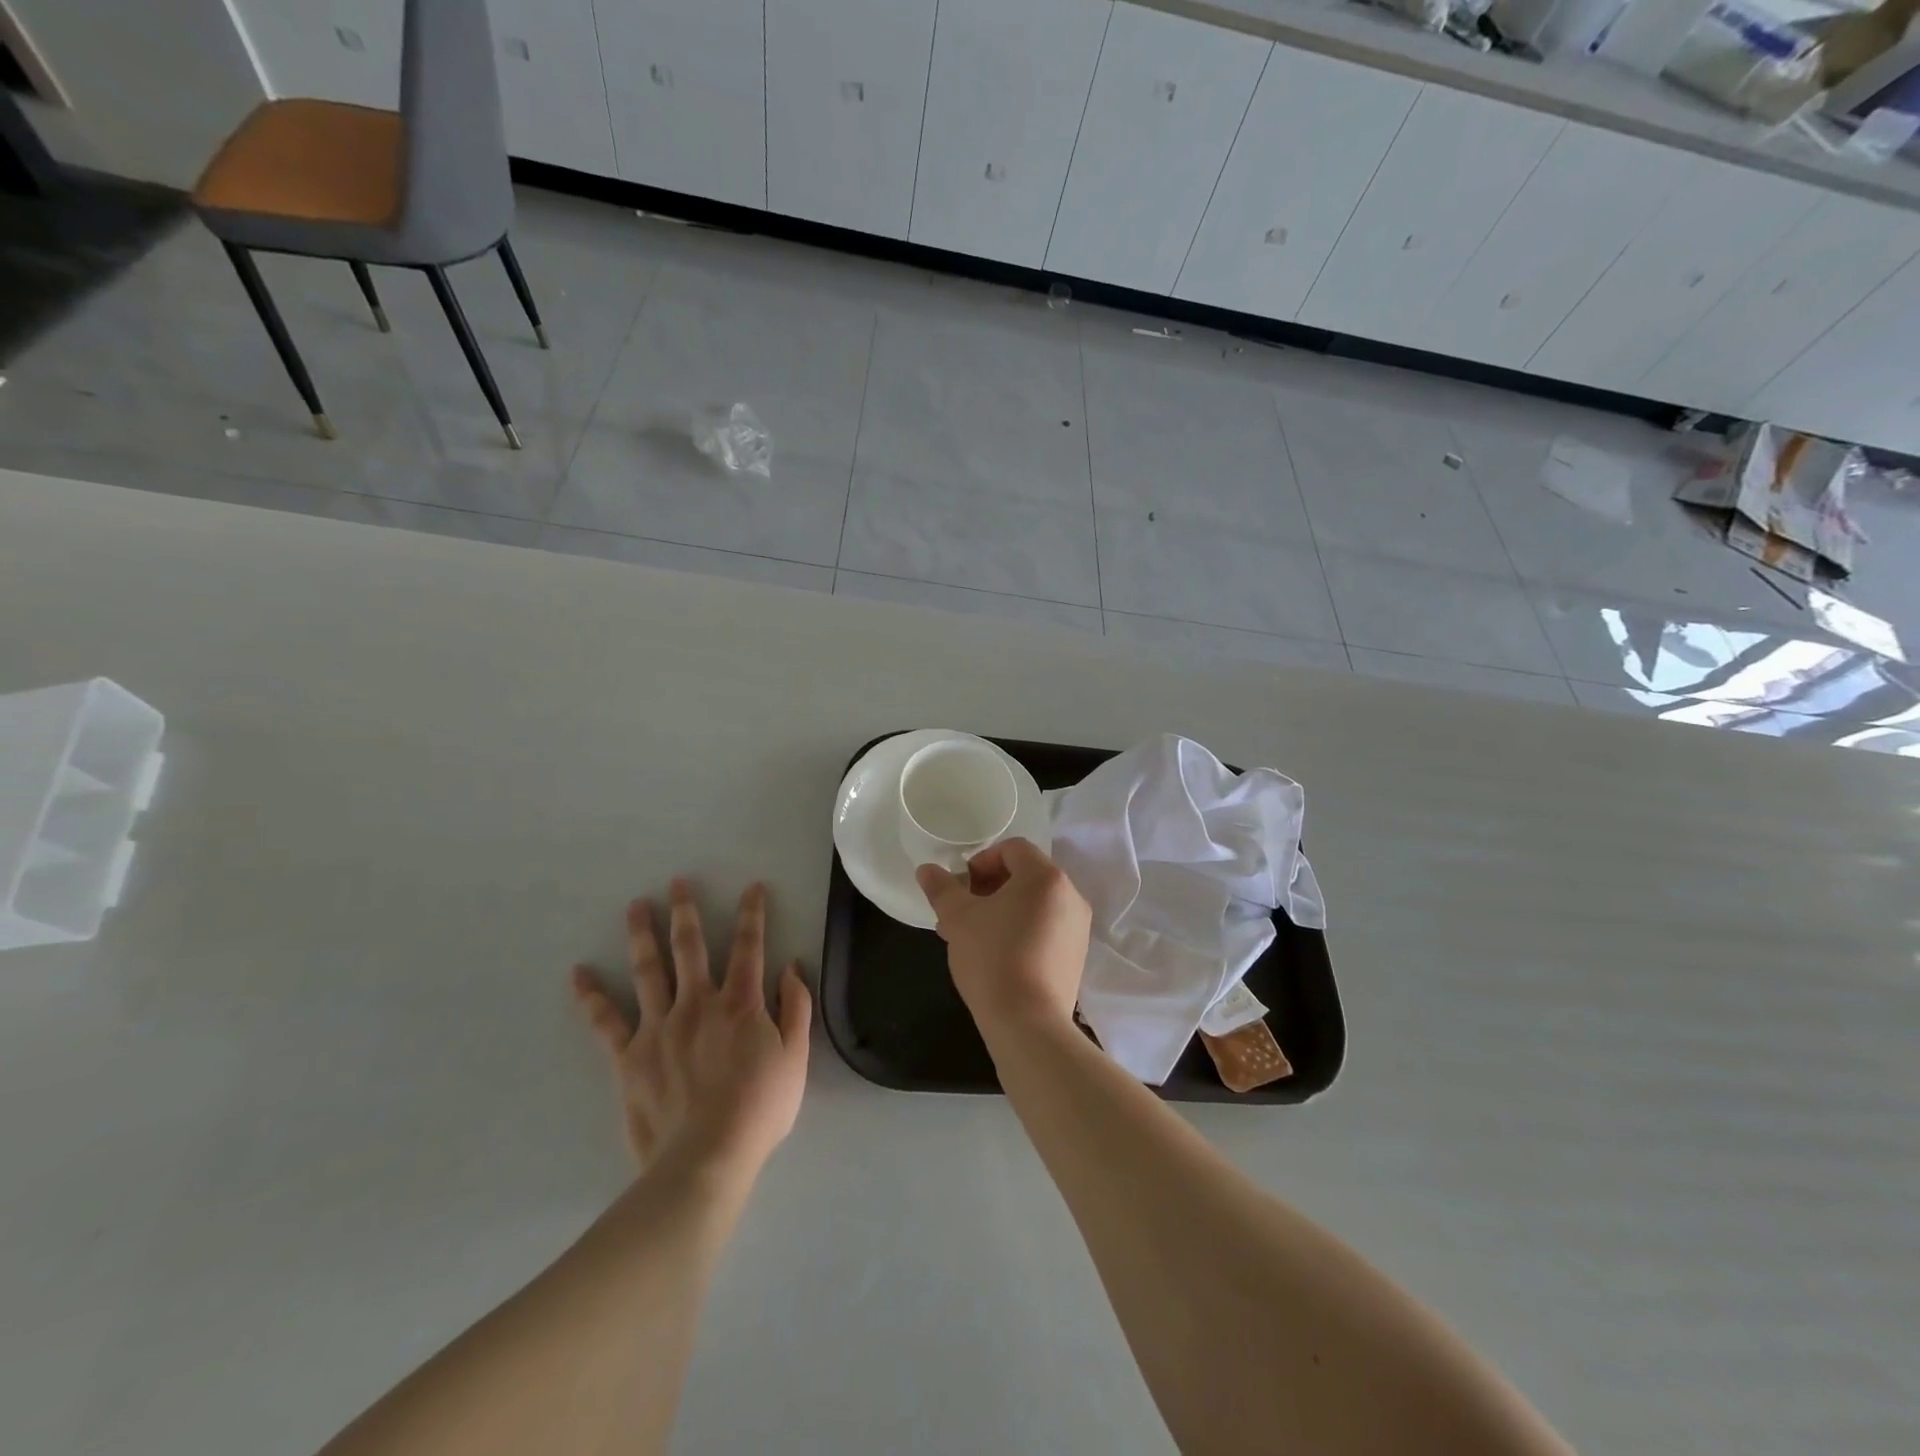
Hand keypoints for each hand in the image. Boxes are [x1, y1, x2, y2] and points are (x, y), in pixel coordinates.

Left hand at [571, 880, 810, 1186]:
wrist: (707, 1158)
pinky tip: (579, 973)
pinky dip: (591, 996)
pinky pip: (606, 1021)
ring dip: (642, 934)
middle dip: (686, 911)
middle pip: (691, 947)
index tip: (751, 887)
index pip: (749, 946)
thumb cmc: (759, 1109)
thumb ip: (796, 1008)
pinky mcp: (630, 1055)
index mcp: (740, 1003)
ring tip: (636, 906)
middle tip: (678, 882)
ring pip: (649, 970)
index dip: (752, 914)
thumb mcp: (796, 1058)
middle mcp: (698, 1003)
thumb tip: (791, 967)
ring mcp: (659, 1026)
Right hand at [915, 838, 1090, 1038]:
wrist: (1028, 1023)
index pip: (1013, 848)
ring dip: (1002, 909)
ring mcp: (1078, 927)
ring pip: (1034, 903)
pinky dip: (1021, 929)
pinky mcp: (1077, 955)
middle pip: (1025, 874)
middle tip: (962, 911)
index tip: (962, 887)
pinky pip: (1046, 927)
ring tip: (972, 936)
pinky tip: (996, 955)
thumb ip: (942, 888)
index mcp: (1045, 876)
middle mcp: (1070, 895)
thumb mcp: (957, 918)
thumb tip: (926, 869)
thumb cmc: (991, 957)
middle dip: (989, 887)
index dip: (982, 861)